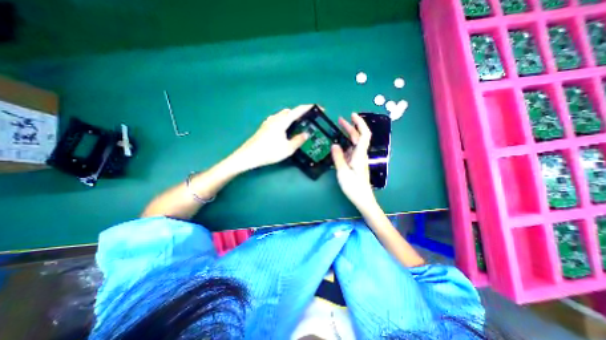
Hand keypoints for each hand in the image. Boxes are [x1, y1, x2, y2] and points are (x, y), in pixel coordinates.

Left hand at [235, 105, 308, 169]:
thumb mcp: (288, 149)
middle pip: (290, 111)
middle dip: (301, 113)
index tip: (319, 108)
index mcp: (282, 121)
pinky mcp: (264, 127)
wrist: (249, 156)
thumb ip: (298, 140)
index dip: (309, 108)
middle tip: (309, 120)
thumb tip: (306, 133)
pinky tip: (285, 129)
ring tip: (299, 125)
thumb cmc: (269, 152)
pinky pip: (278, 119)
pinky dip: (285, 120)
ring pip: (283, 115)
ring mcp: (268, 122)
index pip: (298, 111)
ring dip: (292, 117)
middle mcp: (275, 118)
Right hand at [330, 114, 376, 208]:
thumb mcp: (343, 172)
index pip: (363, 134)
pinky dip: (345, 145)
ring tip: (338, 129)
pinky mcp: (355, 164)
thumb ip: (338, 158)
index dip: (360, 123)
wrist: (362, 199)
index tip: (352, 115)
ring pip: (354, 144)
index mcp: (359, 154)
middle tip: (339, 120)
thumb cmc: (354, 187)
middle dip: (350, 127)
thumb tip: (334, 144)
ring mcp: (358, 159)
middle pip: (358, 137)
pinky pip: (350, 151)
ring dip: (347, 135)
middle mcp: (360, 154)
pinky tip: (338, 145)